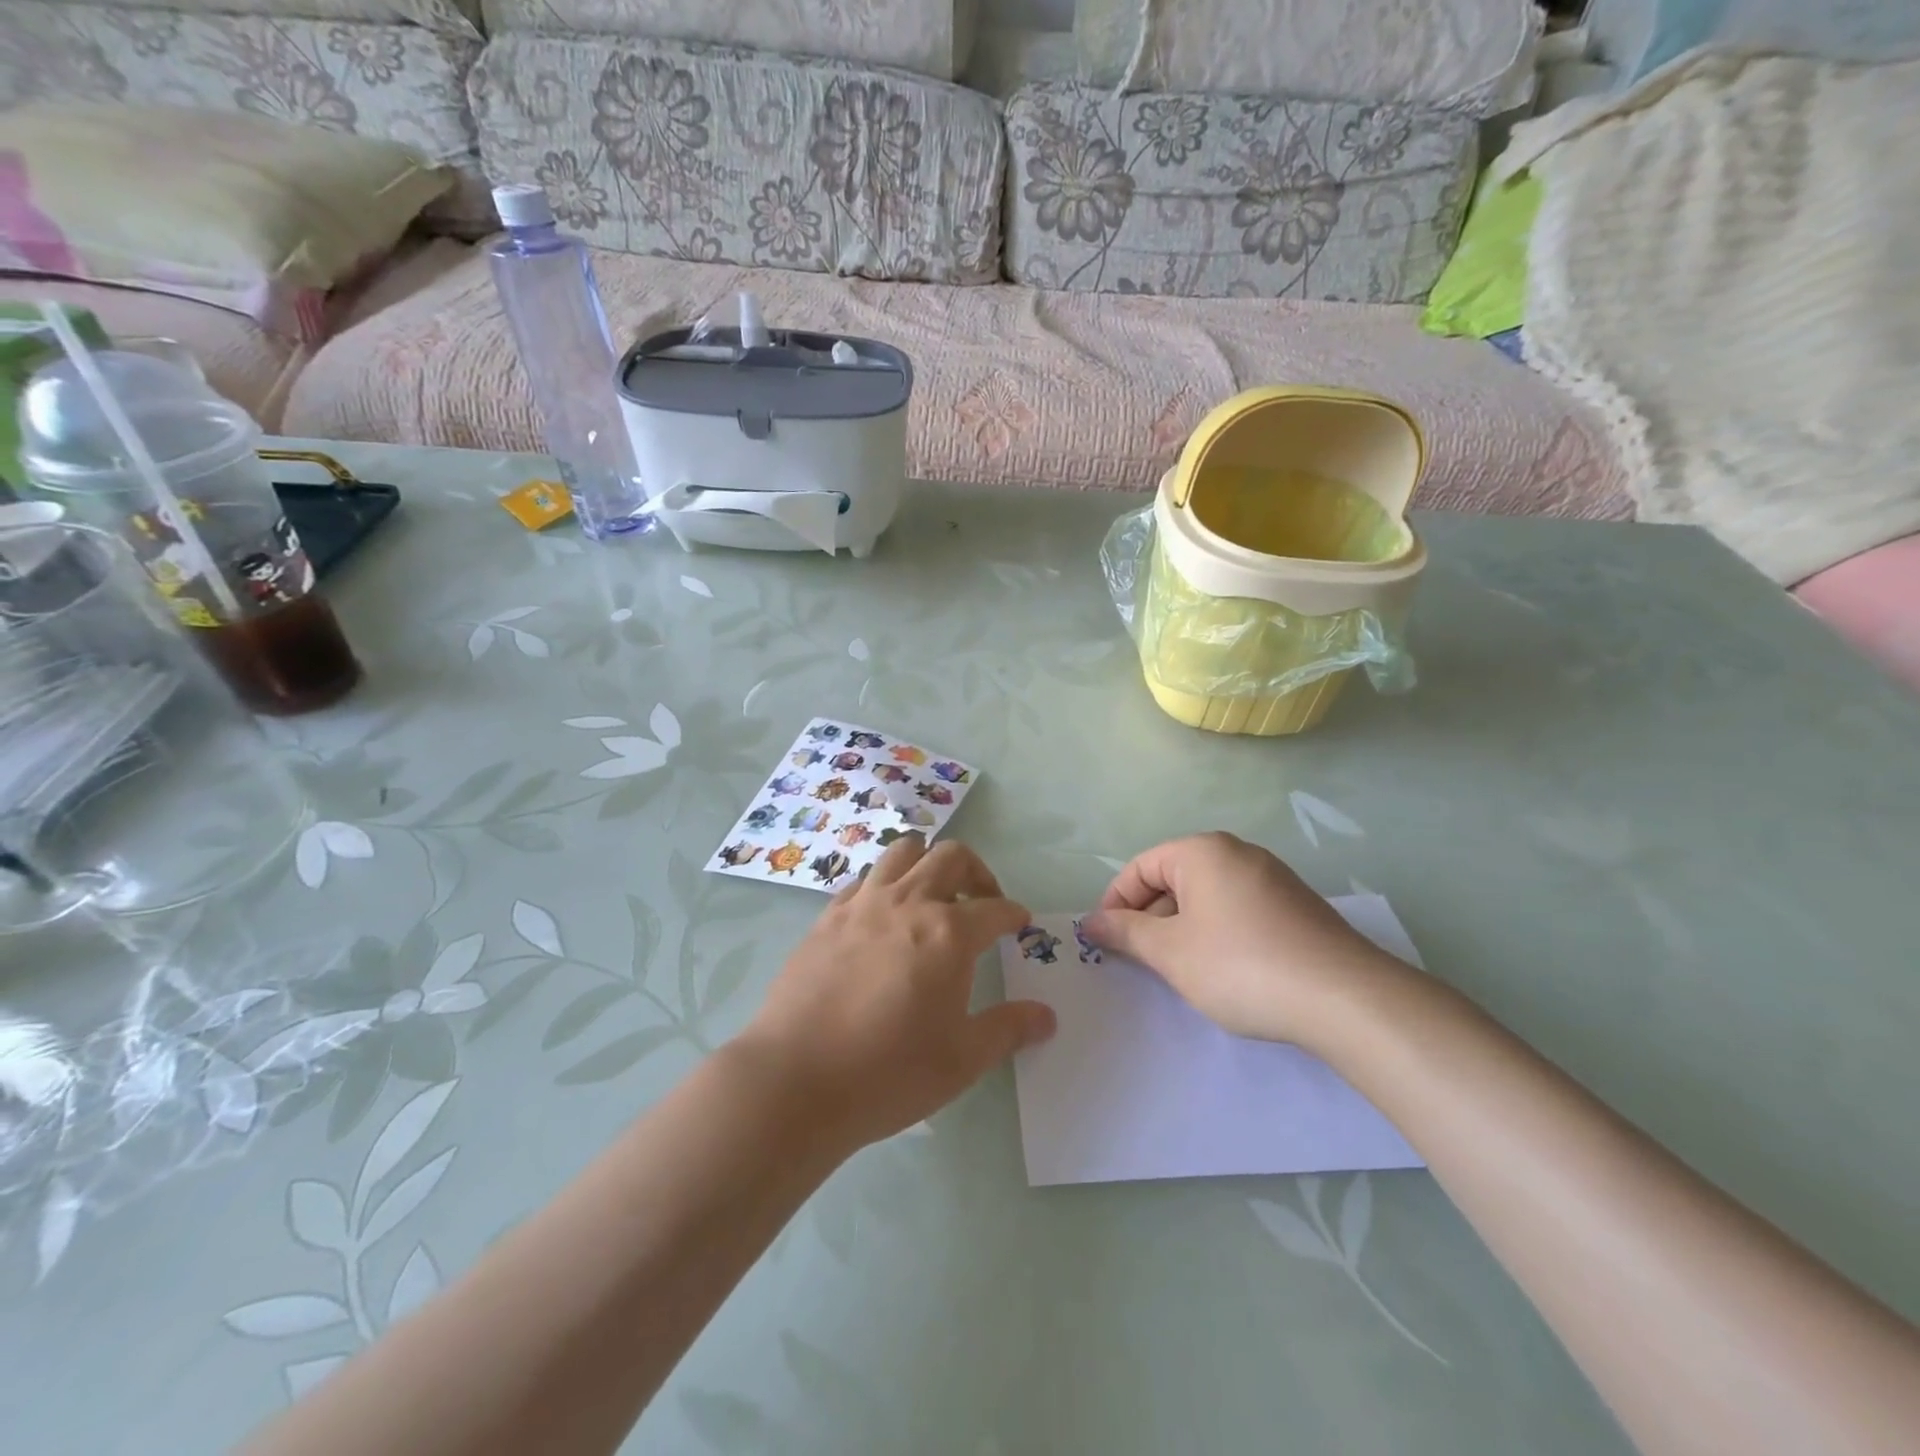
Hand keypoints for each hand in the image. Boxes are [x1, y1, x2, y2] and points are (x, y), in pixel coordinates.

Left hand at [736, 836, 1054, 1151]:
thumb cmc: (889, 1072)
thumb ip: (1008, 1029)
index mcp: (949, 933)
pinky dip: (885, 885)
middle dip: (977, 872)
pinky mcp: (827, 916)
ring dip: (927, 864)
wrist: (796, 1080)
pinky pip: (865, 880)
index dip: (1013, 913)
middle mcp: (908, 903)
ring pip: (903, 853)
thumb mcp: (962, 1060)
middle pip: (951, 857)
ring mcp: (863, 904)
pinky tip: (883, 918)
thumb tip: (1047, 1017)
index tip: (1020, 923)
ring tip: (932, 897)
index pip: (995, 908)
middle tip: (982, 902)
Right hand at [1082, 832, 1405, 1047]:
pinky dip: (1216, 933)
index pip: (1140, 867)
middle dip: (1149, 917)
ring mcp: (1272, 878)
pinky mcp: (1296, 906)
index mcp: (1202, 851)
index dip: (1116, 903)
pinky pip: (1237, 909)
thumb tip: (1091, 921)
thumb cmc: (1241, 966)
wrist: (1345, 999)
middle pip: (1173, 878)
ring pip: (1206, 896)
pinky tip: (1222, 970)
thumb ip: (1125, 932)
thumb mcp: (1170, 952)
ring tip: (1179, 970)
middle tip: (1139, 960)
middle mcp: (1237, 853)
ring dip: (1181, 928)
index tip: (1106, 941)